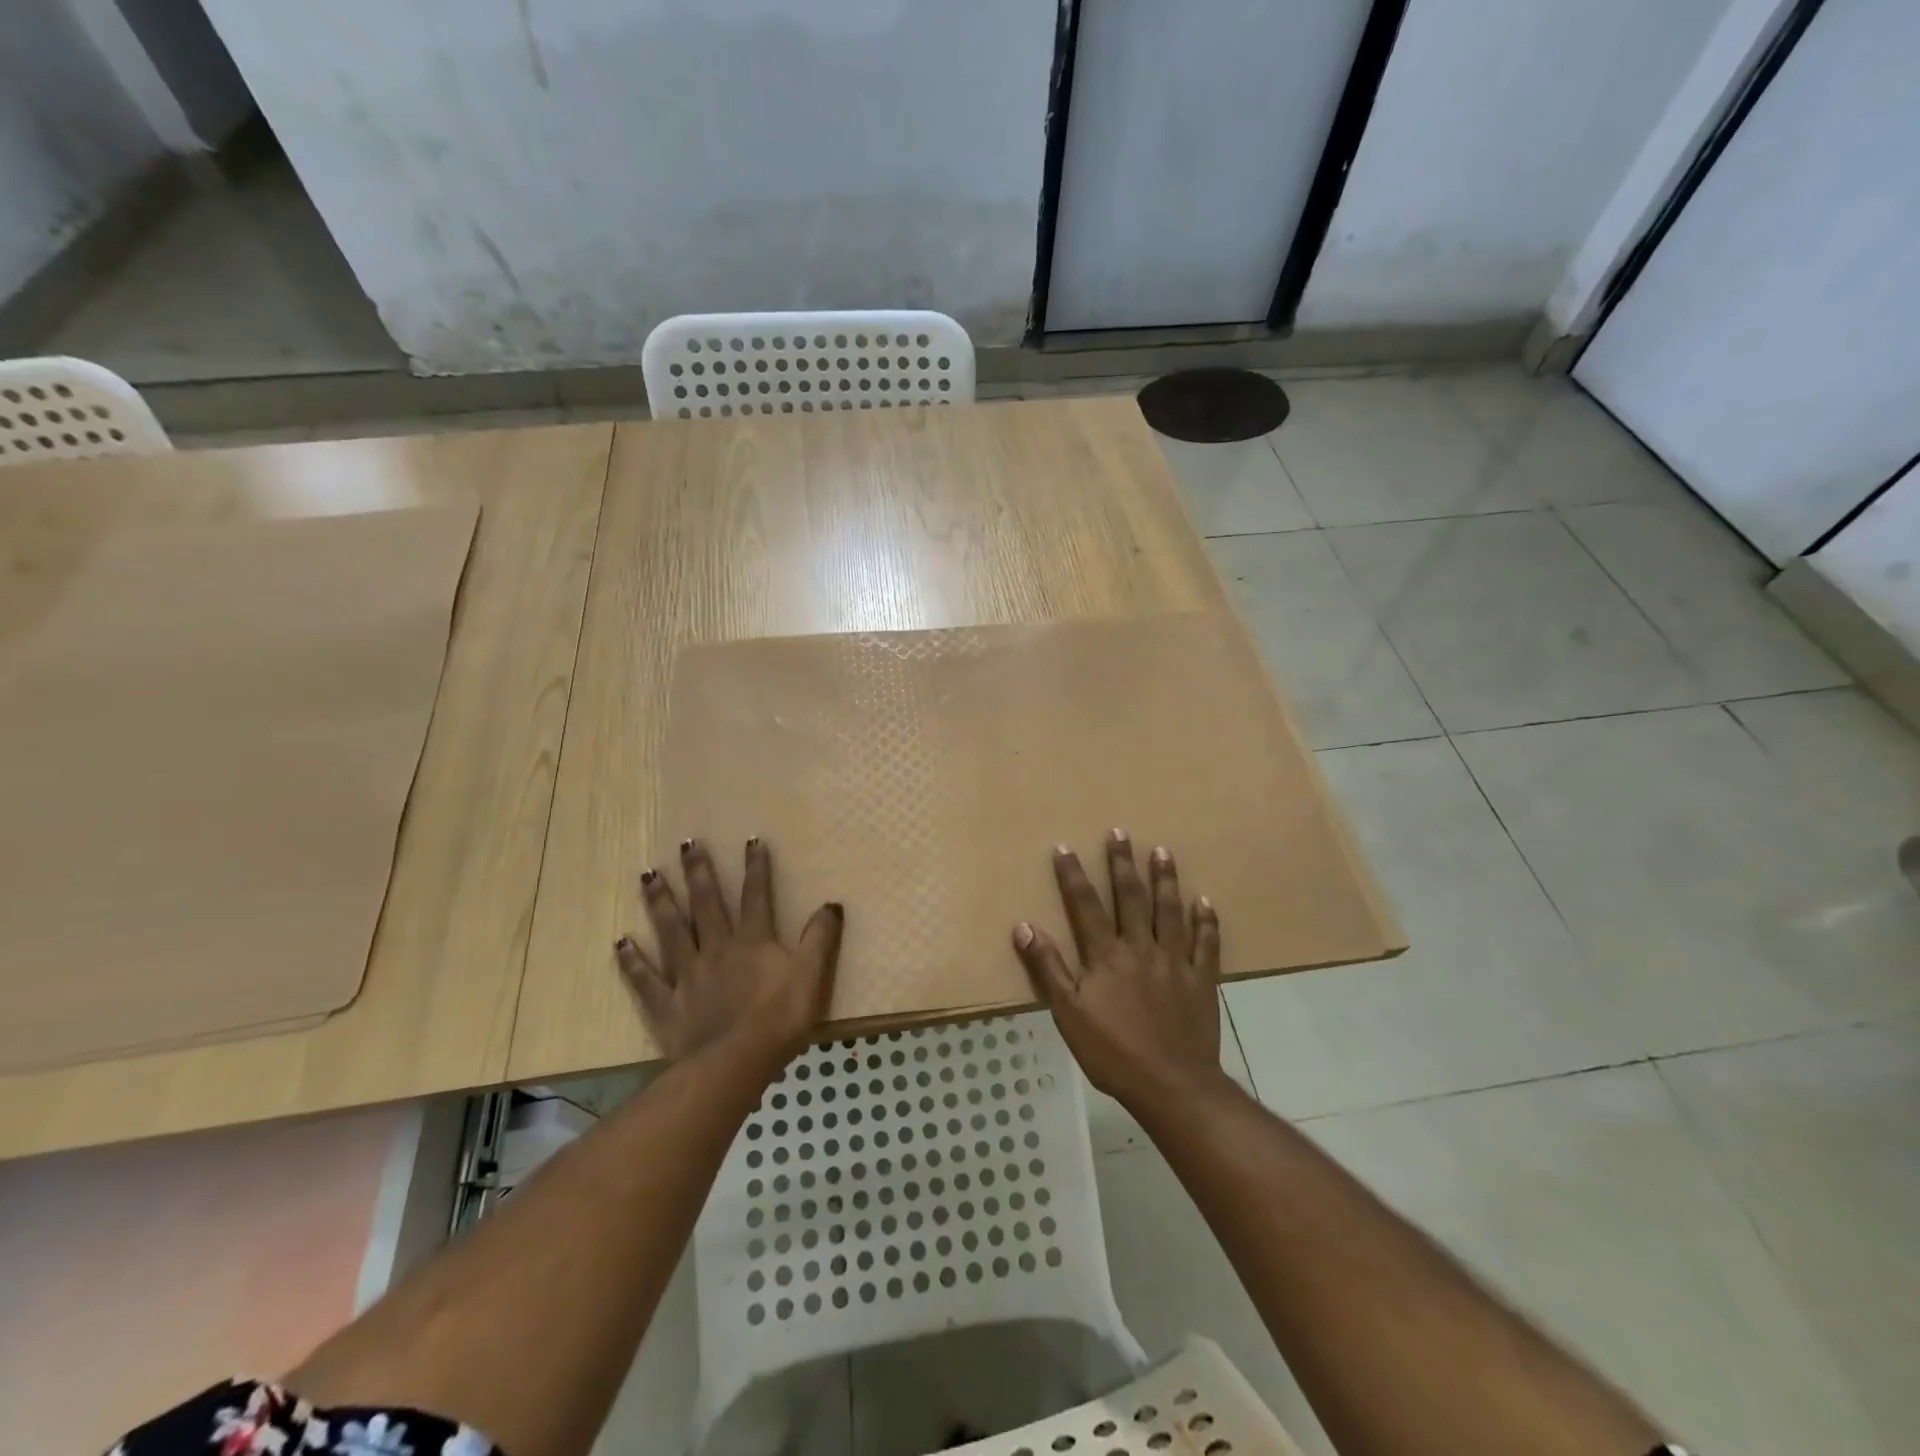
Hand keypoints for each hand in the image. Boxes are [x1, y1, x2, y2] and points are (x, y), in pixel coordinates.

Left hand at [615, 837, 843, 1072]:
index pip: (756, 896)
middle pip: (707, 904)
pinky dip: (632, 960)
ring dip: (660, 902)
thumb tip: (832, 904)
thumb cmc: (779, 1020)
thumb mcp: (811, 976)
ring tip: (647, 875)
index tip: (751, 840)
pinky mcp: (666, 1005)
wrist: (734, 1063)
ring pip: (671, 931)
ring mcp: (687, 976)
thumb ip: (820, 939)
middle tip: (686, 845)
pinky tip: (621, 942)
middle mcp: (716, 949)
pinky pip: (645, 979)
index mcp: (753, 942)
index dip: (756, 868)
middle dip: (698, 872)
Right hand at [1011, 830, 1223, 1107]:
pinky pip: (1206, 944)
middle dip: (1122, 864)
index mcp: (1106, 955)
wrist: (1171, 1084)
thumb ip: (1048, 968)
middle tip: (1120, 833)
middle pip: (1130, 897)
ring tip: (1162, 852)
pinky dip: (1206, 922)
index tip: (1065, 847)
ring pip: (1169, 911)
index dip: (1073, 875)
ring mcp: (1175, 961)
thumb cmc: (1112, 1052)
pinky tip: (1204, 902)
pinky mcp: (1202, 979)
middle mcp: (1140, 948)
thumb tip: (1024, 927)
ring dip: (1165, 880)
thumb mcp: (1068, 1013)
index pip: (1085, 905)